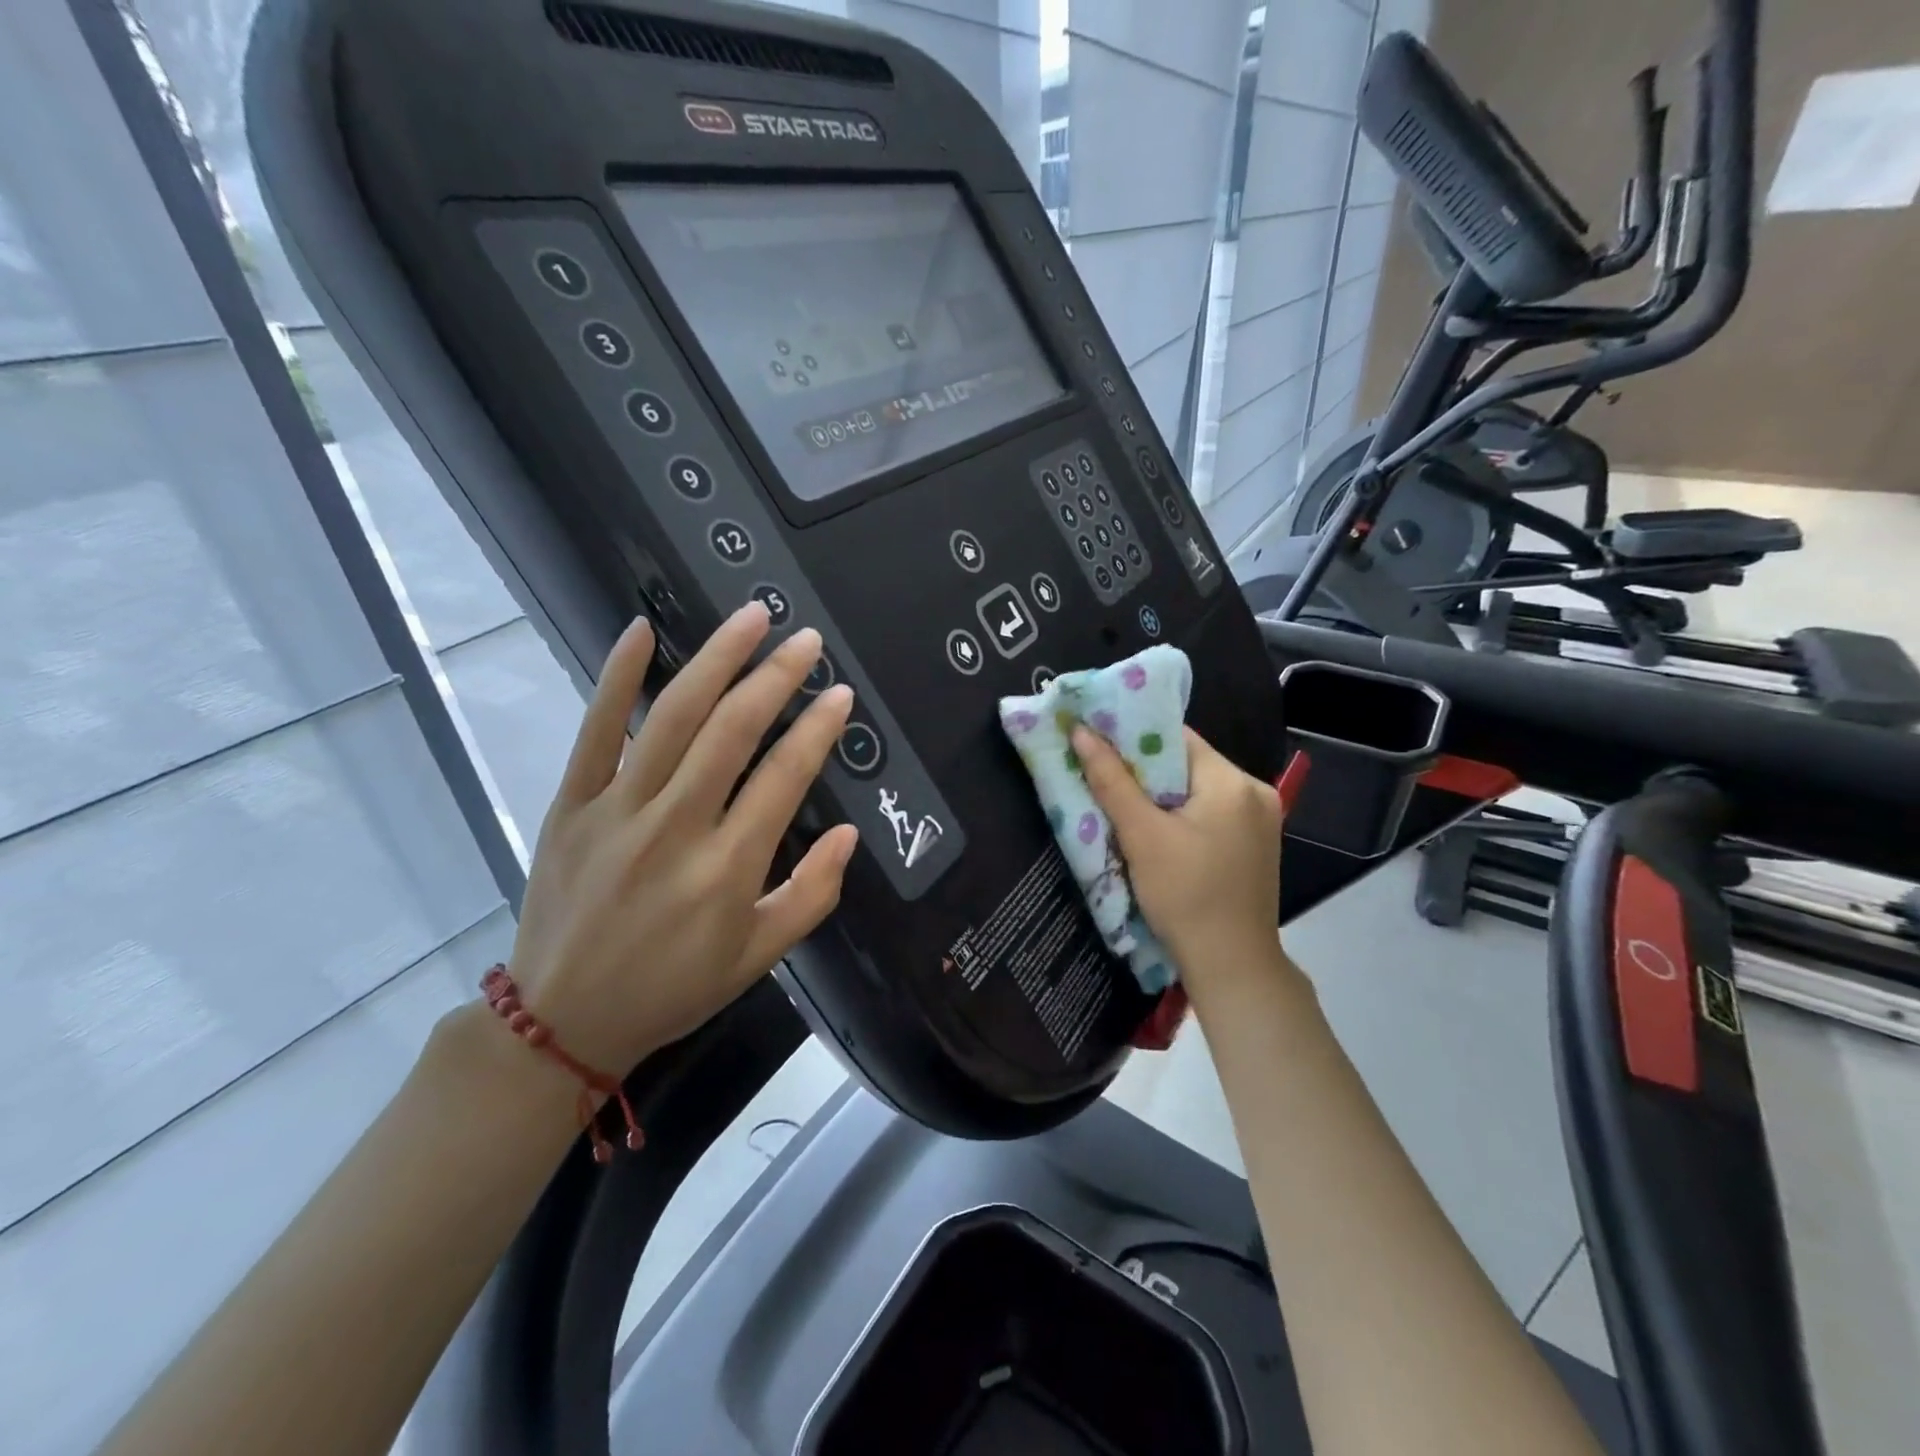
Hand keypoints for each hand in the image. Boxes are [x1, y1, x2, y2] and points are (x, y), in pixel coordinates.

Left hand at [507, 605, 859, 1074]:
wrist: (562, 1019)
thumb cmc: (673, 988)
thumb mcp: (759, 956)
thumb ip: (813, 894)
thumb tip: (847, 833)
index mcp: (726, 869)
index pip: (783, 778)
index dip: (817, 730)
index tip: (840, 694)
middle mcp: (675, 827)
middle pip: (732, 732)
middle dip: (776, 678)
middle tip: (805, 640)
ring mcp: (617, 809)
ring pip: (674, 717)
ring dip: (716, 660)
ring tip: (751, 619)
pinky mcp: (571, 803)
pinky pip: (596, 730)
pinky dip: (617, 677)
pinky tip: (641, 630)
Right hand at [1072, 724, 1284, 992]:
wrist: (1231, 967)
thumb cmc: (1185, 897)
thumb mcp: (1141, 835)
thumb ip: (1111, 780)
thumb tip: (1081, 732)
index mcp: (1233, 781)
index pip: (1176, 737)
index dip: (1133, 737)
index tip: (1097, 741)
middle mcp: (1255, 791)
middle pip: (1187, 763)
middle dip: (1143, 770)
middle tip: (1101, 774)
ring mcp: (1261, 820)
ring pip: (1196, 790)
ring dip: (1160, 795)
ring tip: (1121, 803)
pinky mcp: (1255, 845)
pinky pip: (1210, 813)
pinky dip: (1180, 815)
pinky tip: (1155, 831)